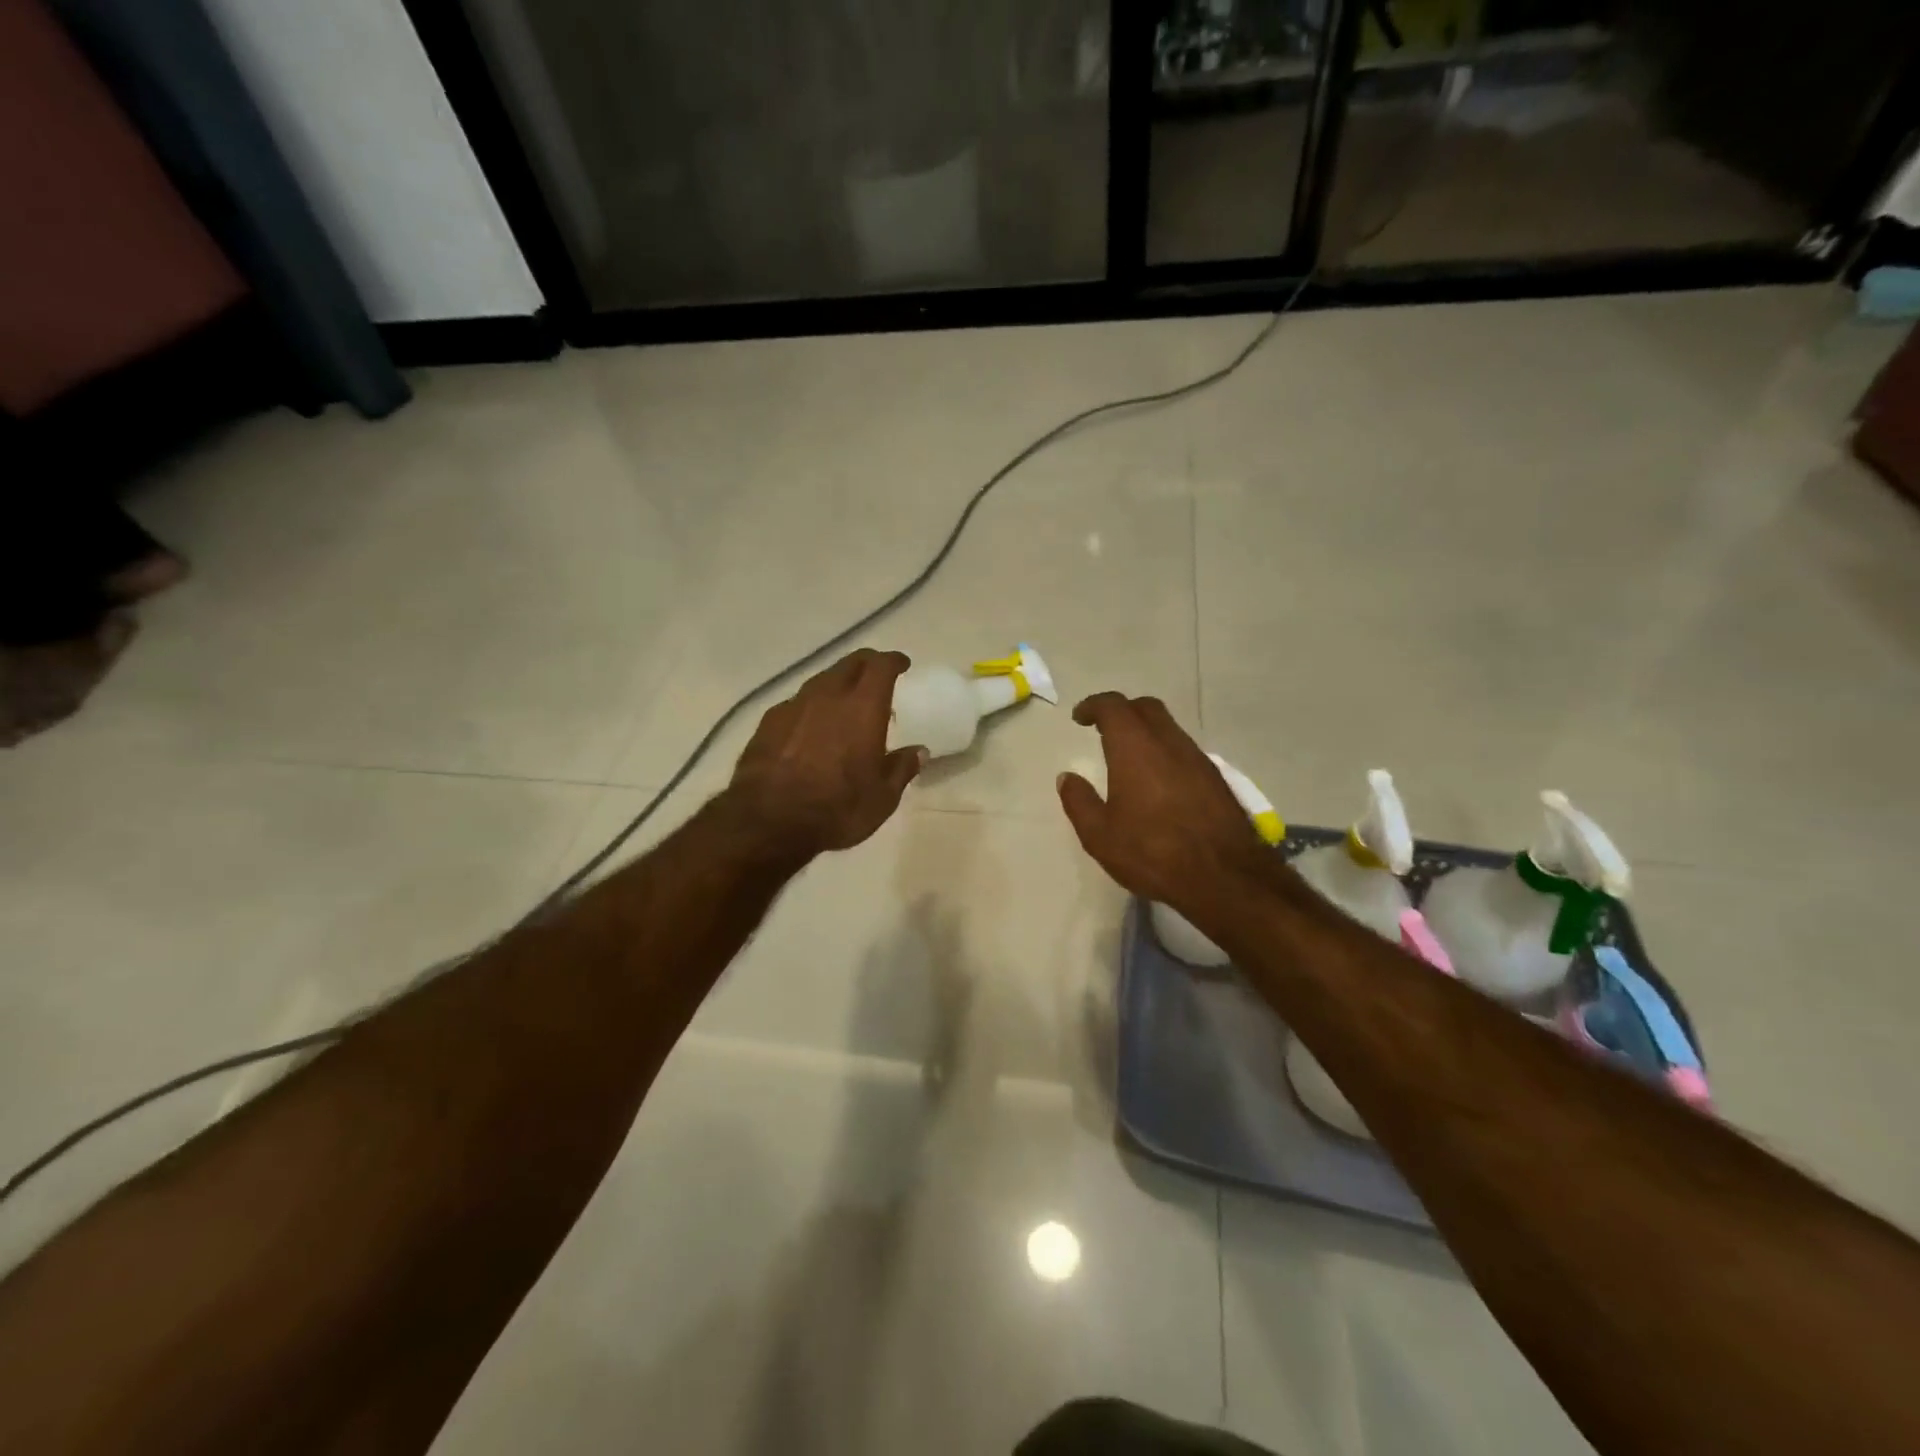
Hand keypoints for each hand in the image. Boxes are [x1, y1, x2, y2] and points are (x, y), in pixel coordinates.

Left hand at [727, 649, 925, 857]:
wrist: (768, 822)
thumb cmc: (837, 809)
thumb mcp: (882, 798)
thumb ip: (901, 768)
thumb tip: (918, 751)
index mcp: (863, 708)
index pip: (881, 666)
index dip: (893, 661)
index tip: (902, 665)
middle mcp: (828, 696)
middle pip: (849, 663)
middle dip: (866, 664)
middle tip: (876, 676)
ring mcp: (794, 706)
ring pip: (821, 680)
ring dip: (837, 684)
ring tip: (844, 702)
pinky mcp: (768, 722)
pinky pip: (797, 703)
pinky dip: (811, 707)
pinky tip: (810, 726)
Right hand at [1056, 692, 1271, 910]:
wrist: (1224, 876)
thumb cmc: (1152, 852)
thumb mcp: (1100, 835)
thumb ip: (1079, 802)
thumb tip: (1067, 778)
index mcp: (1135, 748)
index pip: (1113, 706)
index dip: (1094, 705)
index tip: (1080, 717)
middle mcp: (1168, 743)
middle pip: (1145, 707)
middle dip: (1122, 710)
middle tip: (1104, 729)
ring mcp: (1197, 758)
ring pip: (1169, 727)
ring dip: (1146, 731)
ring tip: (1129, 756)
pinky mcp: (1216, 778)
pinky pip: (1184, 749)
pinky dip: (1165, 751)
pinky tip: (1158, 780)